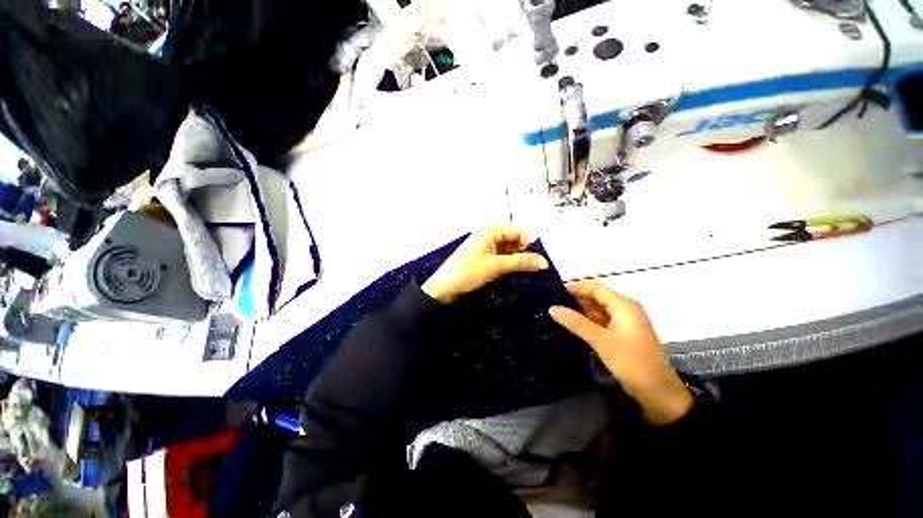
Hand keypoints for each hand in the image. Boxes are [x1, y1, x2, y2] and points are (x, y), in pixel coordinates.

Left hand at [421, 224, 548, 303]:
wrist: (446, 286)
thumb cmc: (469, 271)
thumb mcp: (497, 266)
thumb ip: (521, 262)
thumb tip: (543, 261)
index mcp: (489, 230)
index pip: (517, 230)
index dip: (530, 241)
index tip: (541, 255)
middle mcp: (487, 233)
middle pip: (512, 237)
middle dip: (523, 249)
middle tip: (535, 263)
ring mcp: (483, 244)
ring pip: (506, 246)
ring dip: (516, 255)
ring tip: (526, 267)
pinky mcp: (481, 255)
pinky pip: (499, 253)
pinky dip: (507, 260)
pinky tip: (513, 268)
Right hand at [549, 282, 692, 424]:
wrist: (658, 392)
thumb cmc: (631, 362)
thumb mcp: (601, 341)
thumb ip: (576, 323)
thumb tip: (552, 308)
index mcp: (624, 305)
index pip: (595, 288)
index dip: (576, 287)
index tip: (555, 291)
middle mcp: (625, 309)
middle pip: (597, 298)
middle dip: (576, 300)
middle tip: (553, 303)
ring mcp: (625, 322)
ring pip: (599, 310)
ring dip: (581, 312)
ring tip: (559, 313)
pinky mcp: (623, 334)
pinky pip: (602, 322)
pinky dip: (588, 322)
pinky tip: (574, 326)